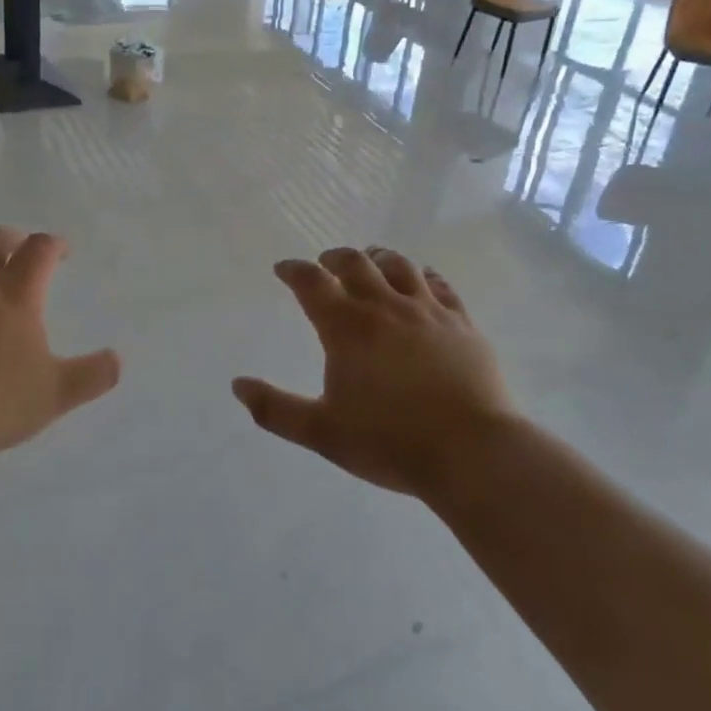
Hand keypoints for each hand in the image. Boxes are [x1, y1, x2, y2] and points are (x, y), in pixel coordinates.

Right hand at [232, 247, 511, 498]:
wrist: (472, 452)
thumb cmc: (390, 443)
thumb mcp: (322, 433)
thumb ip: (275, 409)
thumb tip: (237, 385)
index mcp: (347, 327)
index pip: (311, 282)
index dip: (293, 270)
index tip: (284, 269)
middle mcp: (385, 306)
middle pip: (355, 263)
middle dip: (334, 258)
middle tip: (325, 264)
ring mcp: (427, 310)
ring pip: (398, 265)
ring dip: (377, 258)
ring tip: (370, 261)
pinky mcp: (461, 322)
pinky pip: (439, 284)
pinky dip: (422, 275)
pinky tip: (420, 280)